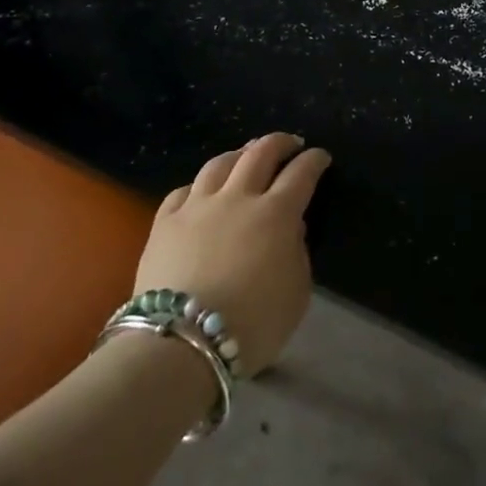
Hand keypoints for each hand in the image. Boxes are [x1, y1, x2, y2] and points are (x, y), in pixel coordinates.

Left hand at [135, 132, 330, 375]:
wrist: (181, 343)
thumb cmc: (251, 323)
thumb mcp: (296, 294)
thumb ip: (298, 254)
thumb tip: (292, 229)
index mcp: (276, 213)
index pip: (301, 173)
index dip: (314, 160)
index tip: (321, 156)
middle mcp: (238, 197)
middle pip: (260, 153)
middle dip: (280, 142)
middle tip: (290, 143)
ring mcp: (198, 206)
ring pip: (220, 164)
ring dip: (238, 154)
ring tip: (245, 155)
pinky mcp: (165, 222)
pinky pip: (183, 191)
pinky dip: (199, 186)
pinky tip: (201, 191)